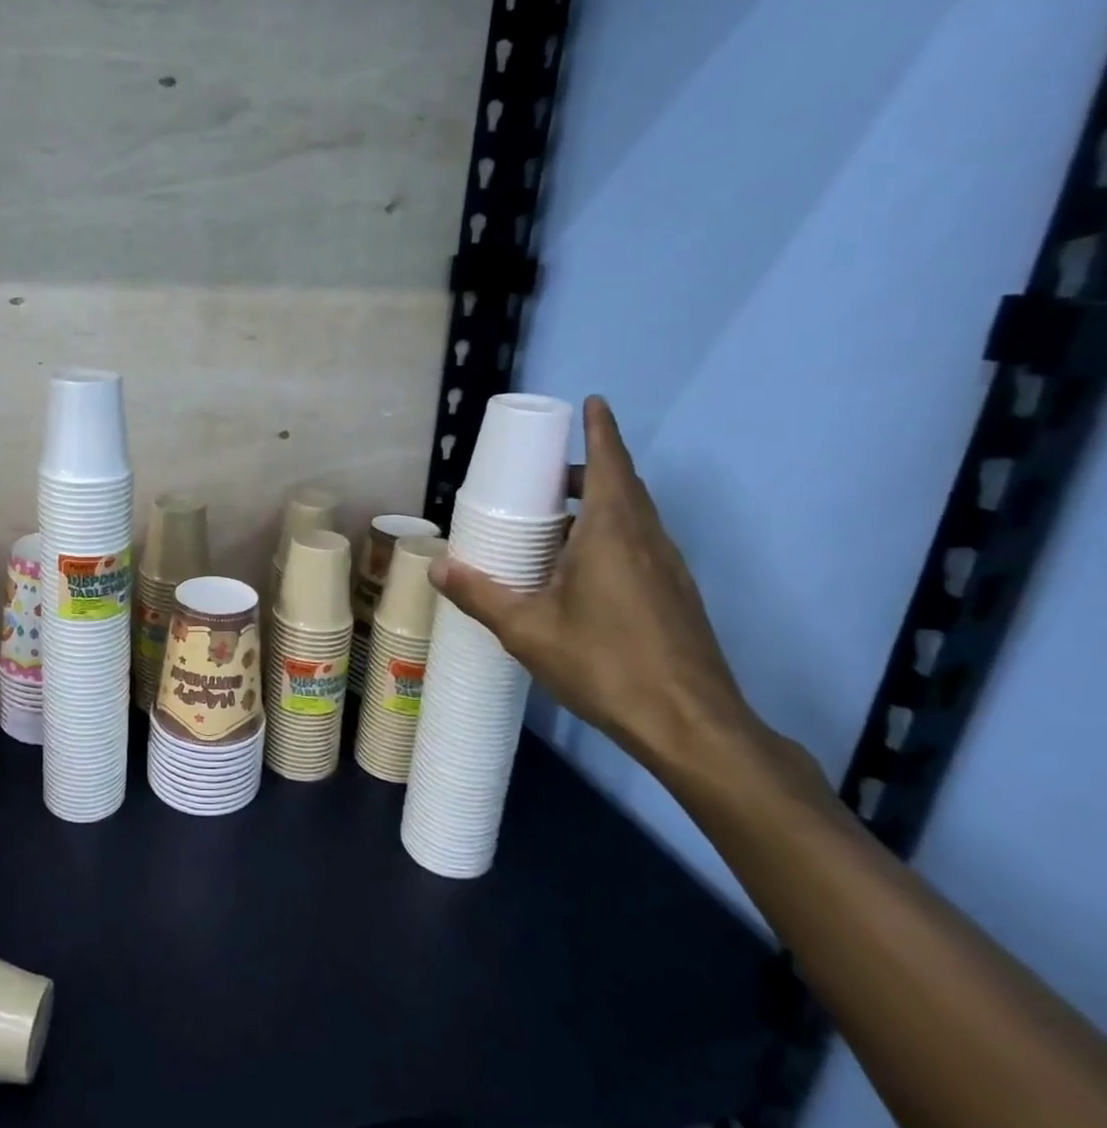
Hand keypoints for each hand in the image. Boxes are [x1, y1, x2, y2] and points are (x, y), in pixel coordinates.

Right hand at [428, 396, 760, 776]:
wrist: (690, 725)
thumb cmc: (605, 663)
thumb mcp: (526, 630)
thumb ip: (479, 594)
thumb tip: (436, 567)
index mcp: (614, 533)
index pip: (611, 463)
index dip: (602, 429)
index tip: (592, 402)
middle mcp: (648, 539)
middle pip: (623, 486)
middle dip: (587, 469)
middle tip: (544, 473)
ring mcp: (668, 569)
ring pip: (634, 517)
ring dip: (600, 504)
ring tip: (554, 520)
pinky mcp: (675, 596)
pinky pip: (639, 545)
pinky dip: (610, 536)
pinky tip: (579, 570)